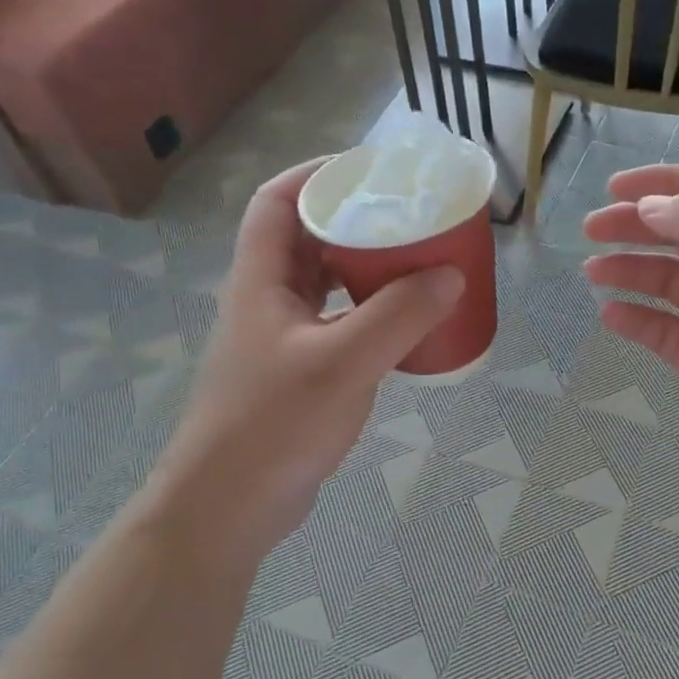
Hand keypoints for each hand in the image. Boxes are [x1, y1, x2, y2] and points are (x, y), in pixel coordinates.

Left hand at [152, 160, 461, 550]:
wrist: (229, 508)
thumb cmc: (275, 424)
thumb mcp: (344, 362)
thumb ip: (399, 315)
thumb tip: (450, 274)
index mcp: (261, 280)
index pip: (277, 201)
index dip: (316, 175)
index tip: (369, 170)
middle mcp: (267, 301)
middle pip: (307, 239)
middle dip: (355, 222)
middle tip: (409, 218)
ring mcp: (281, 341)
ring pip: (325, 285)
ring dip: (366, 270)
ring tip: (417, 264)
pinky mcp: (298, 375)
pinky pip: (338, 325)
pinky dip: (370, 315)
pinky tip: (405, 326)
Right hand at [583, 164, 678, 513]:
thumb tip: (650, 205)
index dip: (665, 182)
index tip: (616, 187)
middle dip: (636, 226)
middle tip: (592, 228)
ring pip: (665, 281)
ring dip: (629, 271)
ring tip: (594, 273)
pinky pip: (659, 329)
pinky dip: (634, 319)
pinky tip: (610, 315)